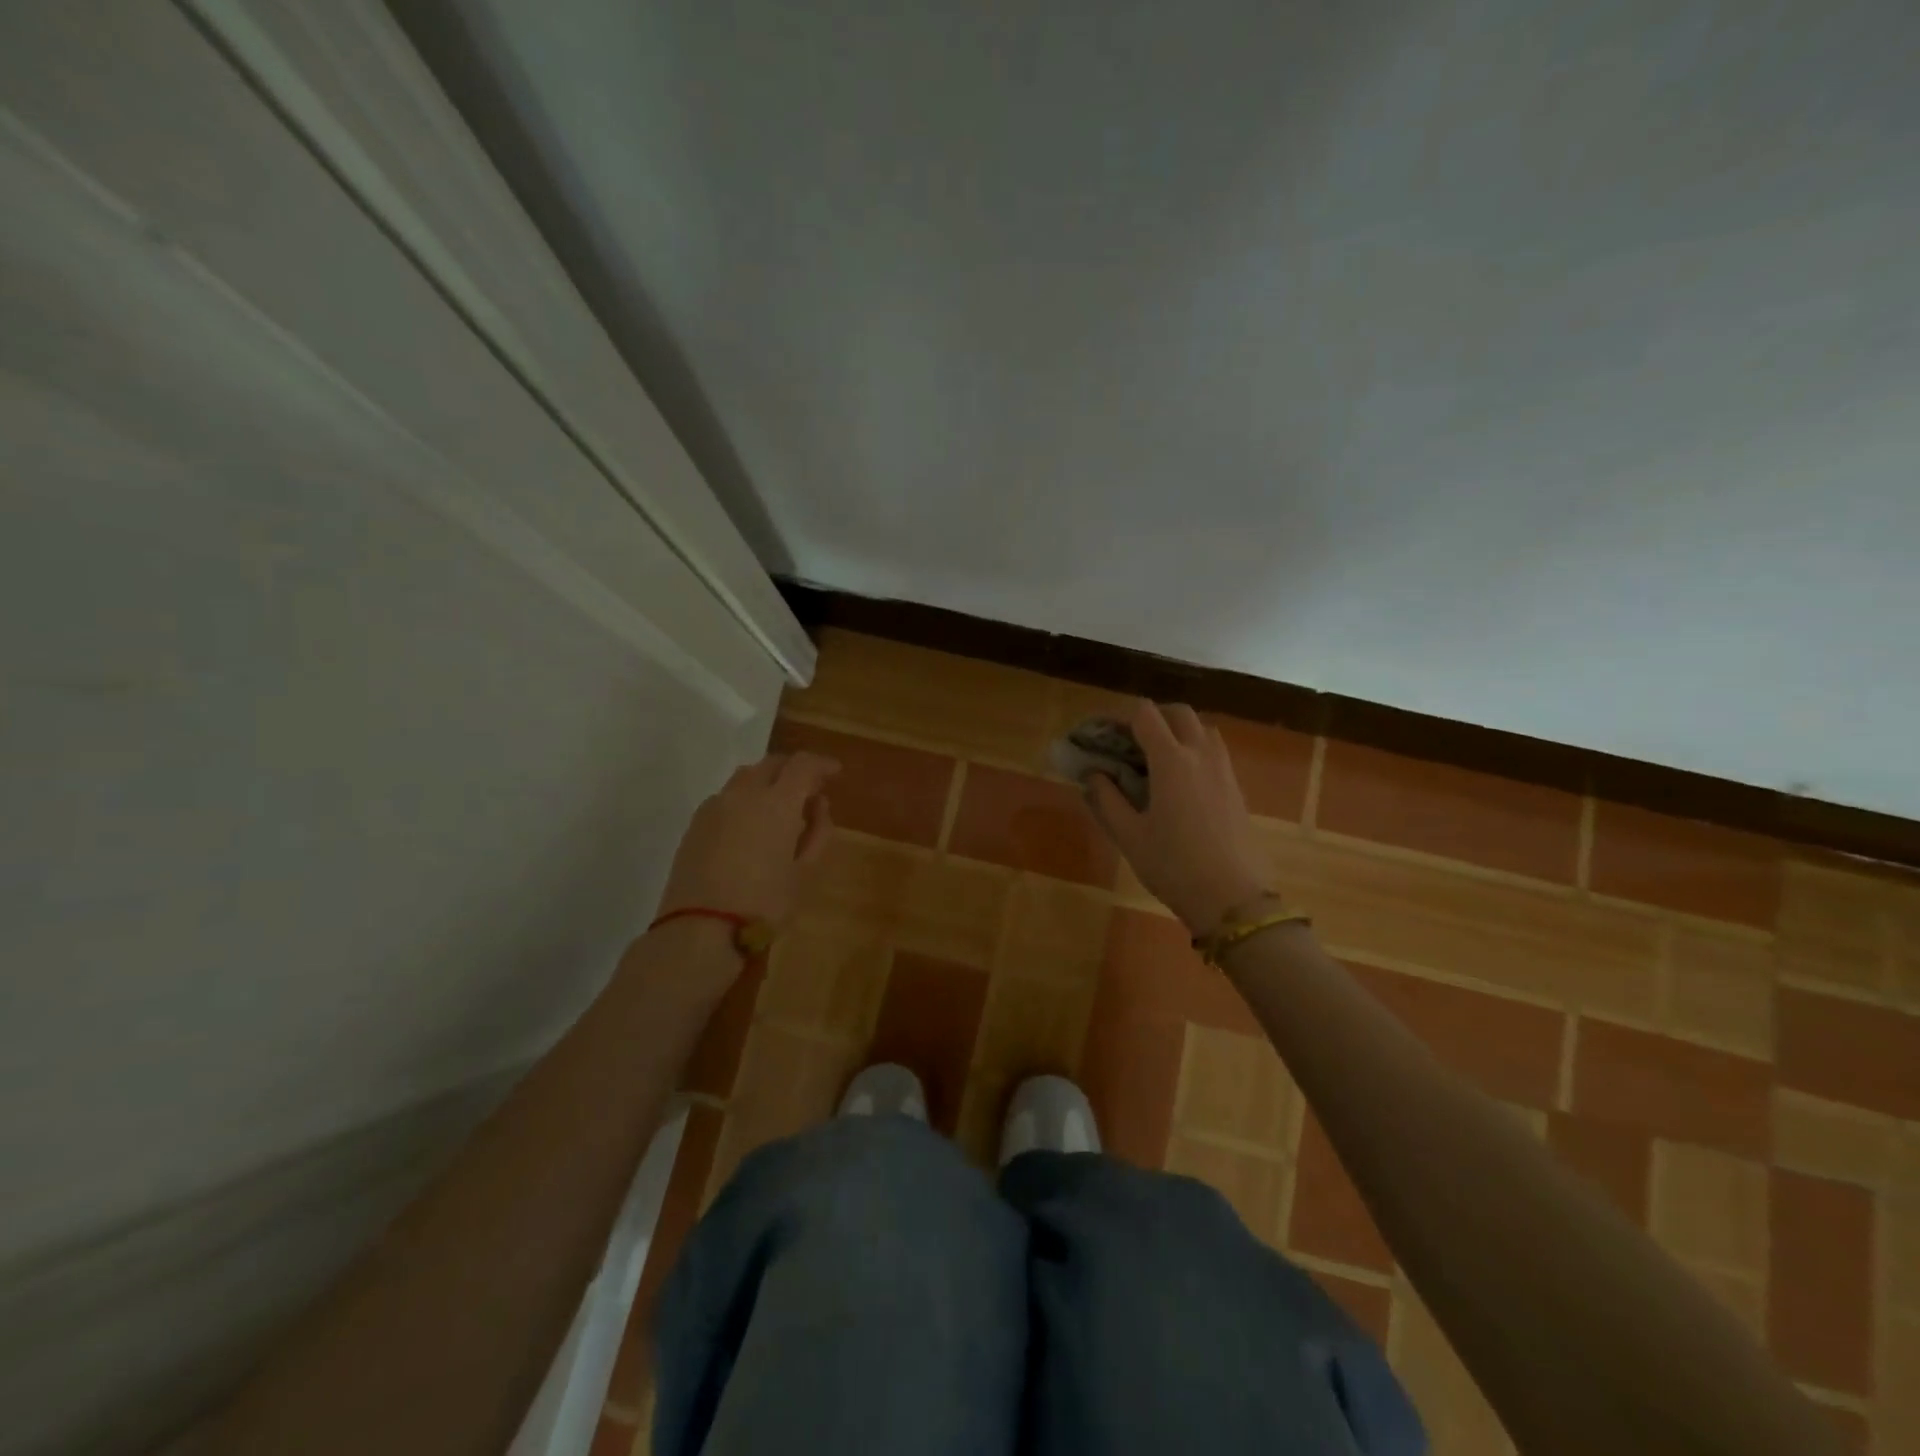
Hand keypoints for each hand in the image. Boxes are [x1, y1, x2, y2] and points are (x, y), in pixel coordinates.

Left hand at [657, 751, 838, 926]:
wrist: (700, 929)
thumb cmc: (764, 903)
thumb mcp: (805, 872)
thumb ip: (818, 832)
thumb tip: (819, 805)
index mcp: (777, 802)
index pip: (803, 764)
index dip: (822, 764)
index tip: (835, 772)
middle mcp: (744, 793)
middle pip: (772, 763)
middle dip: (794, 769)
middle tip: (810, 790)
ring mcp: (715, 806)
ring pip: (746, 777)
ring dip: (768, 781)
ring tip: (780, 806)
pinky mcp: (695, 823)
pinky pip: (727, 797)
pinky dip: (745, 799)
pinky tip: (751, 825)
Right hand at [1087, 703, 1271, 933]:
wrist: (1233, 899)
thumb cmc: (1173, 866)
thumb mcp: (1129, 836)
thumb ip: (1106, 799)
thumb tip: (1093, 774)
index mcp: (1171, 760)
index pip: (1145, 714)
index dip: (1119, 718)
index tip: (1102, 736)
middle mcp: (1201, 754)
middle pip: (1178, 712)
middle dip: (1152, 717)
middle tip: (1130, 742)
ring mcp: (1224, 770)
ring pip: (1202, 729)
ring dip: (1177, 731)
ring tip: (1156, 759)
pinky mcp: (1236, 788)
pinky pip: (1214, 752)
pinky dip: (1194, 751)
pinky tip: (1179, 783)